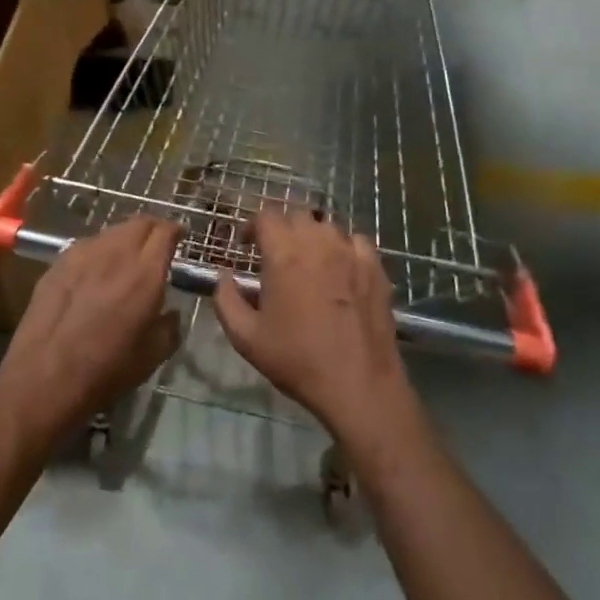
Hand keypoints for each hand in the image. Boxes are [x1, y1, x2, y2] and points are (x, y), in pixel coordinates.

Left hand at [0, 217, 180, 440]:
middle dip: (153, 228)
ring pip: (112, 231)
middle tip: (157, 245)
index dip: (176, 231)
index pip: (165, 231)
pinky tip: (96, 272)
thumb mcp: (153, 356)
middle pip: (139, 222)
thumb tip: (170, 312)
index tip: (180, 238)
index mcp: (145, 273)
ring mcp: (82, 254)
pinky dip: (100, 251)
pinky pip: (87, 246)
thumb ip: (170, 326)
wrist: (44, 379)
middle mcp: (115, 253)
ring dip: (125, 238)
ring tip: (126, 258)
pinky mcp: (58, 263)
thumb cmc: (106, 371)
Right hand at [212, 213, 418, 449]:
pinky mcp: (375, 267)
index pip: (266, 216)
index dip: (252, 226)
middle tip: (275, 254)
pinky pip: (356, 242)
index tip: (246, 245)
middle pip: (297, 216)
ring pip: (327, 226)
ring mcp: (351, 252)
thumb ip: (226, 299)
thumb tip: (224, 275)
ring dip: (312, 236)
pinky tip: (340, 268)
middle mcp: (318, 243)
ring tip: (308, 261)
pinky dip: (343, 247)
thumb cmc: (297, 359)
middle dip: (282, 229)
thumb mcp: (246, 337)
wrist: (357, 383)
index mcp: (284, 254)